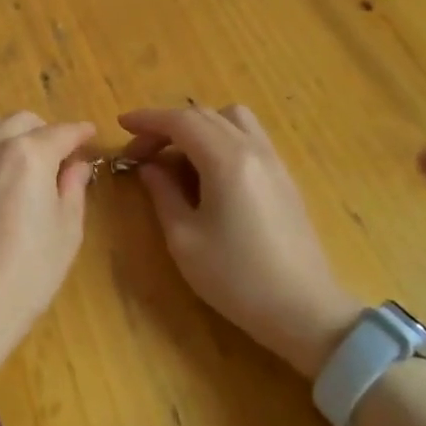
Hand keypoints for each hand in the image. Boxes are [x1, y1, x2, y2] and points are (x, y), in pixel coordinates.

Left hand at [0, 104, 95, 377]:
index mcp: (31, 155)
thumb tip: (76, 165)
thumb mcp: (67, 232)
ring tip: (2, 150)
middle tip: (49, 156)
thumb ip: (73, 189)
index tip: (87, 135)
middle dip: (41, 132)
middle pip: (20, 120)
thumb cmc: (28, 272)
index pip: (62, 132)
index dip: (79, 133)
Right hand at [119, 105, 363, 378]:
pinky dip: (220, 138)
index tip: (121, 126)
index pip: (181, 121)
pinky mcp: (283, 177)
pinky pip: (248, 137)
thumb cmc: (236, 278)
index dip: (147, 120)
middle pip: (205, 115)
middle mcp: (253, 149)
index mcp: (226, 161)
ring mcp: (273, 161)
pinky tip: (206, 171)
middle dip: (167, 125)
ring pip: (231, 120)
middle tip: (141, 153)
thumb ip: (163, 194)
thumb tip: (150, 167)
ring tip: (176, 157)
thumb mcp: (185, 239)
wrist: (303, 309)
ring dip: (198, 126)